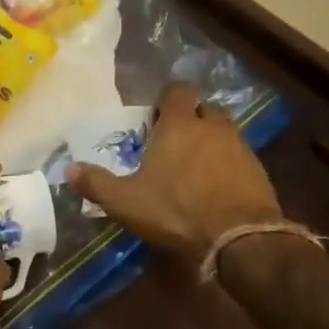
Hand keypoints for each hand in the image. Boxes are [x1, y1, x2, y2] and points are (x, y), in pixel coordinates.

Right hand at [69, 82, 283, 262]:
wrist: (239, 237)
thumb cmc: (176, 210)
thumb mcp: (126, 201)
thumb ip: (97, 183)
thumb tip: (69, 169)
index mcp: (179, 125)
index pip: (178, 90)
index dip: (167, 98)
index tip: (156, 115)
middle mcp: (213, 127)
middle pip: (204, 108)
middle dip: (190, 118)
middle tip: (173, 140)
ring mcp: (240, 147)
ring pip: (224, 132)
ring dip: (210, 141)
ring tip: (193, 165)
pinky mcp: (259, 171)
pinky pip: (239, 157)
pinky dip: (227, 164)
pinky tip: (215, 187)